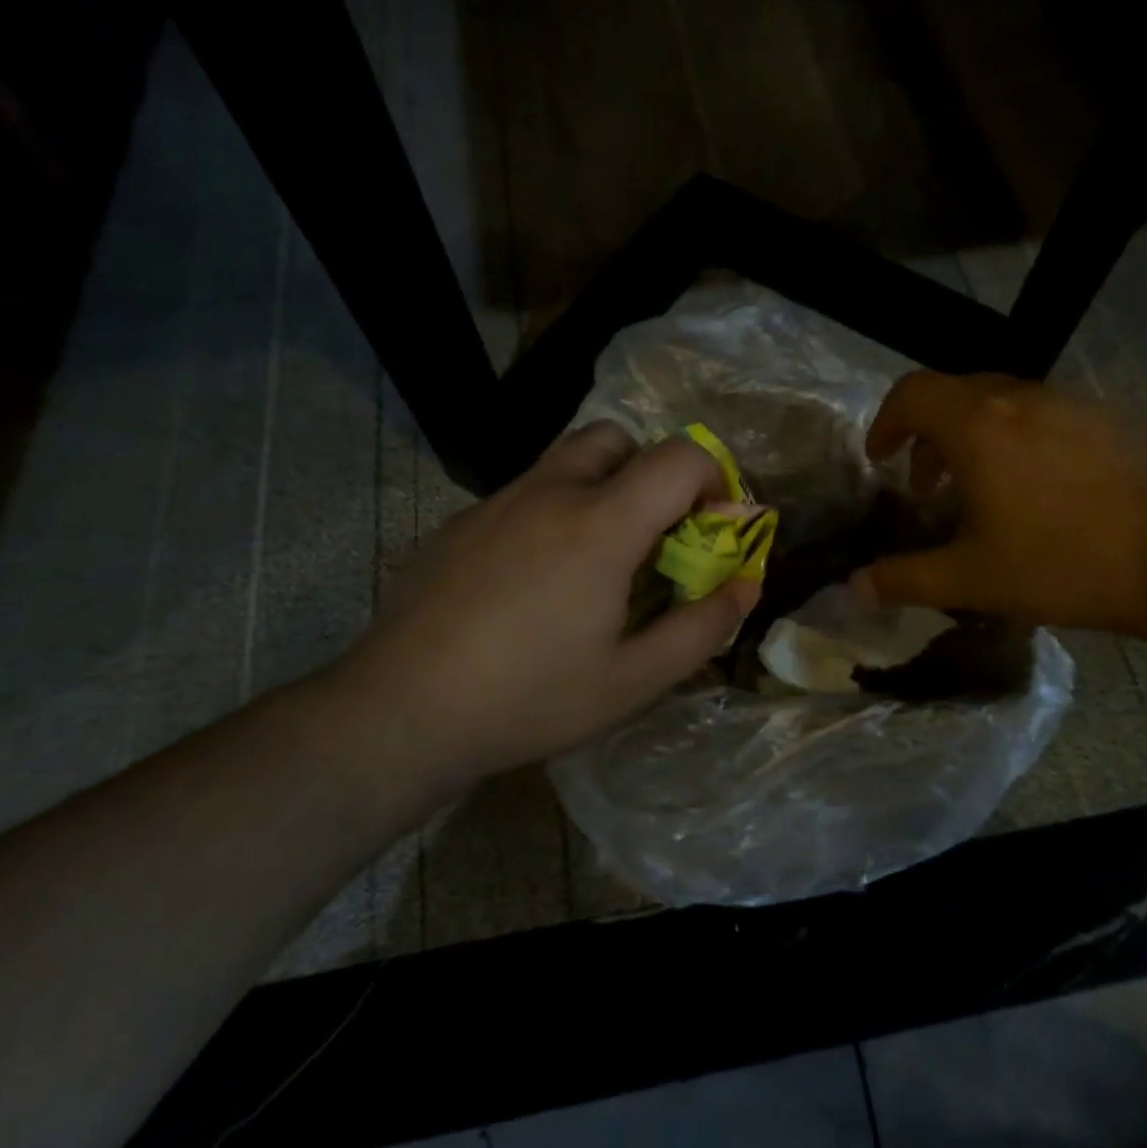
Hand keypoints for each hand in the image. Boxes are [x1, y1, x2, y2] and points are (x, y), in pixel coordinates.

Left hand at [323, 423, 759, 786]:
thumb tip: (745, 586)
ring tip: (594, 559)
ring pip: (564, 461)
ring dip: (600, 487)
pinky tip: (531, 582)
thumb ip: (701, 628)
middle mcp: (549, 492)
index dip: (714, 478)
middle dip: (651, 472)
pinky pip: (522, 494)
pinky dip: (550, 512)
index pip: (679, 456)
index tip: (713, 526)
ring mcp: (496, 502)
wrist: (401, 710)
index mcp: (601, 524)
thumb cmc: (529, 698)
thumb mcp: (633, 681)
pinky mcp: (458, 523)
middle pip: (617, 437)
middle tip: (652, 534)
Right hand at [851, 373, 1146, 639]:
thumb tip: (851, 589)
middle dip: (928, 434)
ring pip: (1004, 403)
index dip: (886, 422)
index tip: (881, 459)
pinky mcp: (1114, 418)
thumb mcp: (972, 580)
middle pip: (955, 394)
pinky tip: (1045, 493)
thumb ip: (904, 580)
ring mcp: (1074, 403)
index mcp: (978, 426)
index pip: (911, 393)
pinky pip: (1048, 416)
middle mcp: (1021, 399)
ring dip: (976, 438)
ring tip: (984, 493)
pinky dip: (1022, 440)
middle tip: (927, 486)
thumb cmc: (1065, 564)